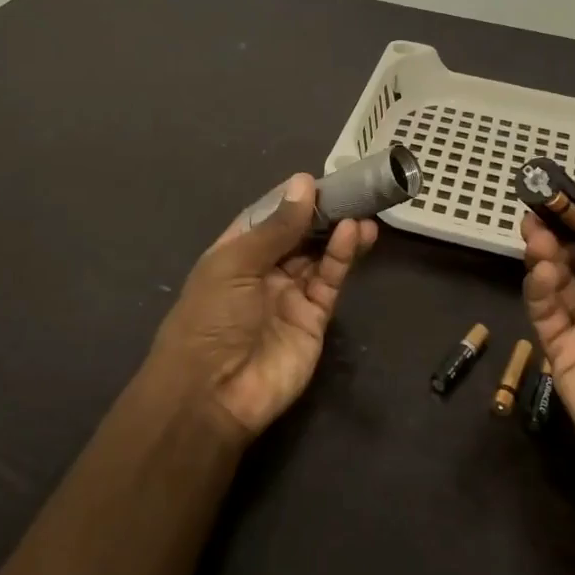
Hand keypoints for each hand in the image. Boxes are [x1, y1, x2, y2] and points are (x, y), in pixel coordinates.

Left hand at [149, 174, 378, 440]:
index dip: (292, 199)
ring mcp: (290, 296)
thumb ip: (276, 226)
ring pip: (319, 256)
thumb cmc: (212, 317)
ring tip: (362, 210)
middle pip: (298, 235)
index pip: (267, 216)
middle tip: (353, 190)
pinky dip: (342, 258)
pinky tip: (354, 234)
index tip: (320, 179)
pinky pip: (330, 281)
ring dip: (339, 232)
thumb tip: (304, 182)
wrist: (213, 394)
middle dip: (323, 213)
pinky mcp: (314, 319)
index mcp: (235, 253)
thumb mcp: (236, 263)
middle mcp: (263, 271)